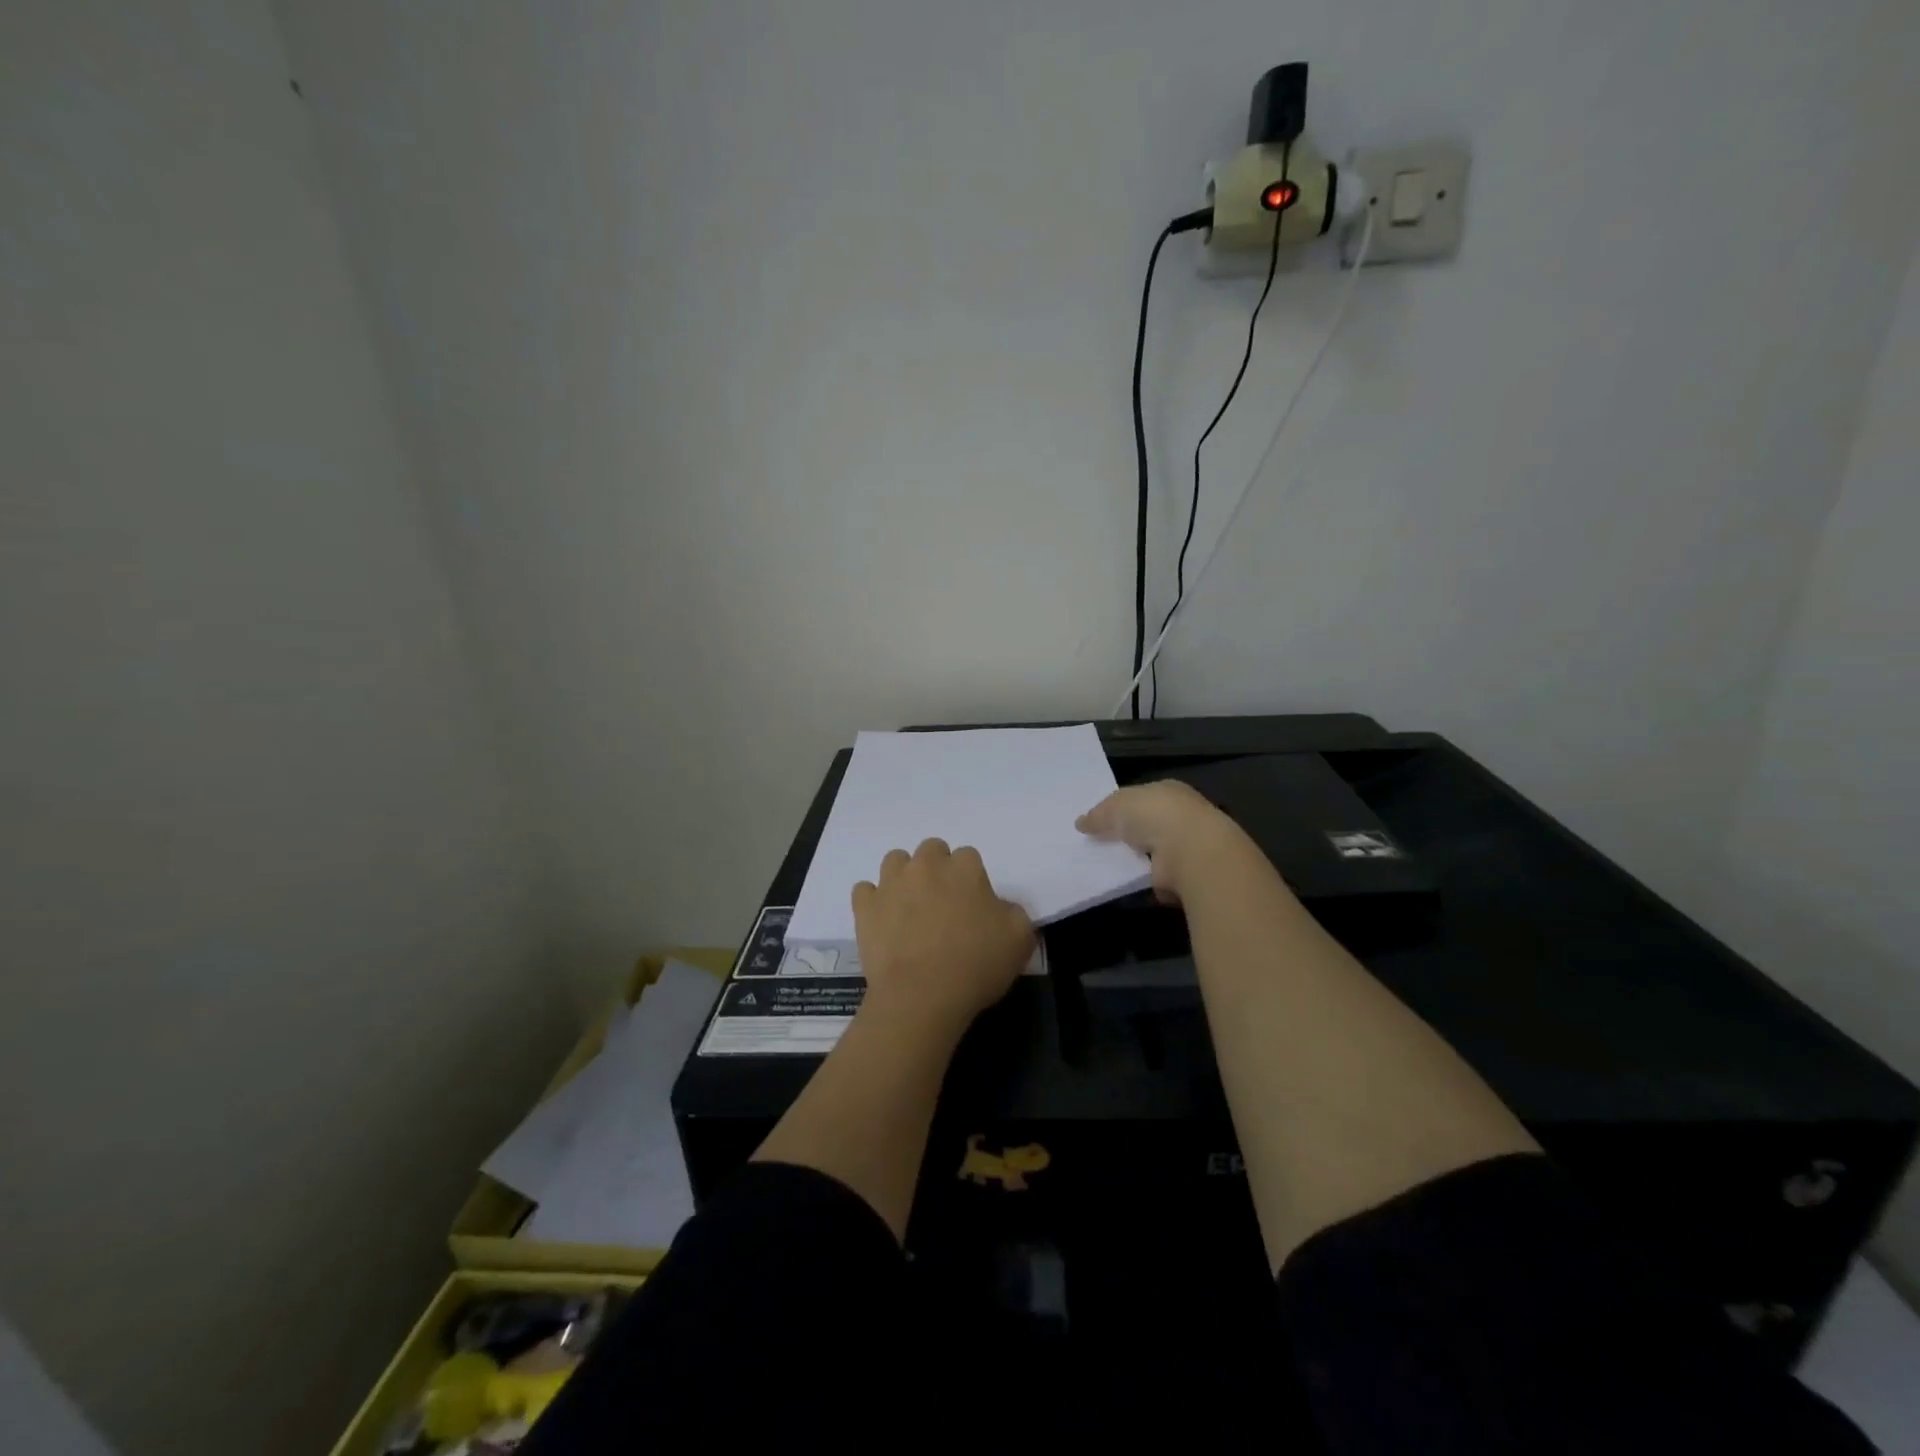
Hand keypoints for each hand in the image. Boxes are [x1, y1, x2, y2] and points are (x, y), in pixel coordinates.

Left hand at [852, 838, 1034, 1040]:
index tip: (973, 905)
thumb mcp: (1020, 940)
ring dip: (904, 876)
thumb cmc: (975, 966)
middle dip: (937, 869)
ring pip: (895, 861)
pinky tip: (883, 919)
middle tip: (943, 902)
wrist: (921, 996)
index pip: (969, 857)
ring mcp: (891, 883)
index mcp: (964, 868)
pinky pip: (865, 890)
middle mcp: (926, 866)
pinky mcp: (865, 906)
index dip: (971, 880)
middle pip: (932, 850)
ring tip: (911, 906)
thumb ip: (1015, 913)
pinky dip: (873, 901)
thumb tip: (999, 907)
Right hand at [1076, 781, 1245, 903]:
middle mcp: (1181, 815)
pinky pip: (1157, 875)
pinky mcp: (1187, 873)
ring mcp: (1187, 845)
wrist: (1191, 852)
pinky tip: (1126, 884)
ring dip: (1137, 858)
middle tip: (1101, 844)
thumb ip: (1099, 814)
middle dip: (1130, 832)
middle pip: (1149, 823)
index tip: (1102, 820)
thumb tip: (1080, 823)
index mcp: (1168, 791)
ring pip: (1154, 850)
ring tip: (1108, 866)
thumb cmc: (1154, 816)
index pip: (1142, 796)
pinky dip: (1145, 880)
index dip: (1122, 806)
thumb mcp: (1116, 806)